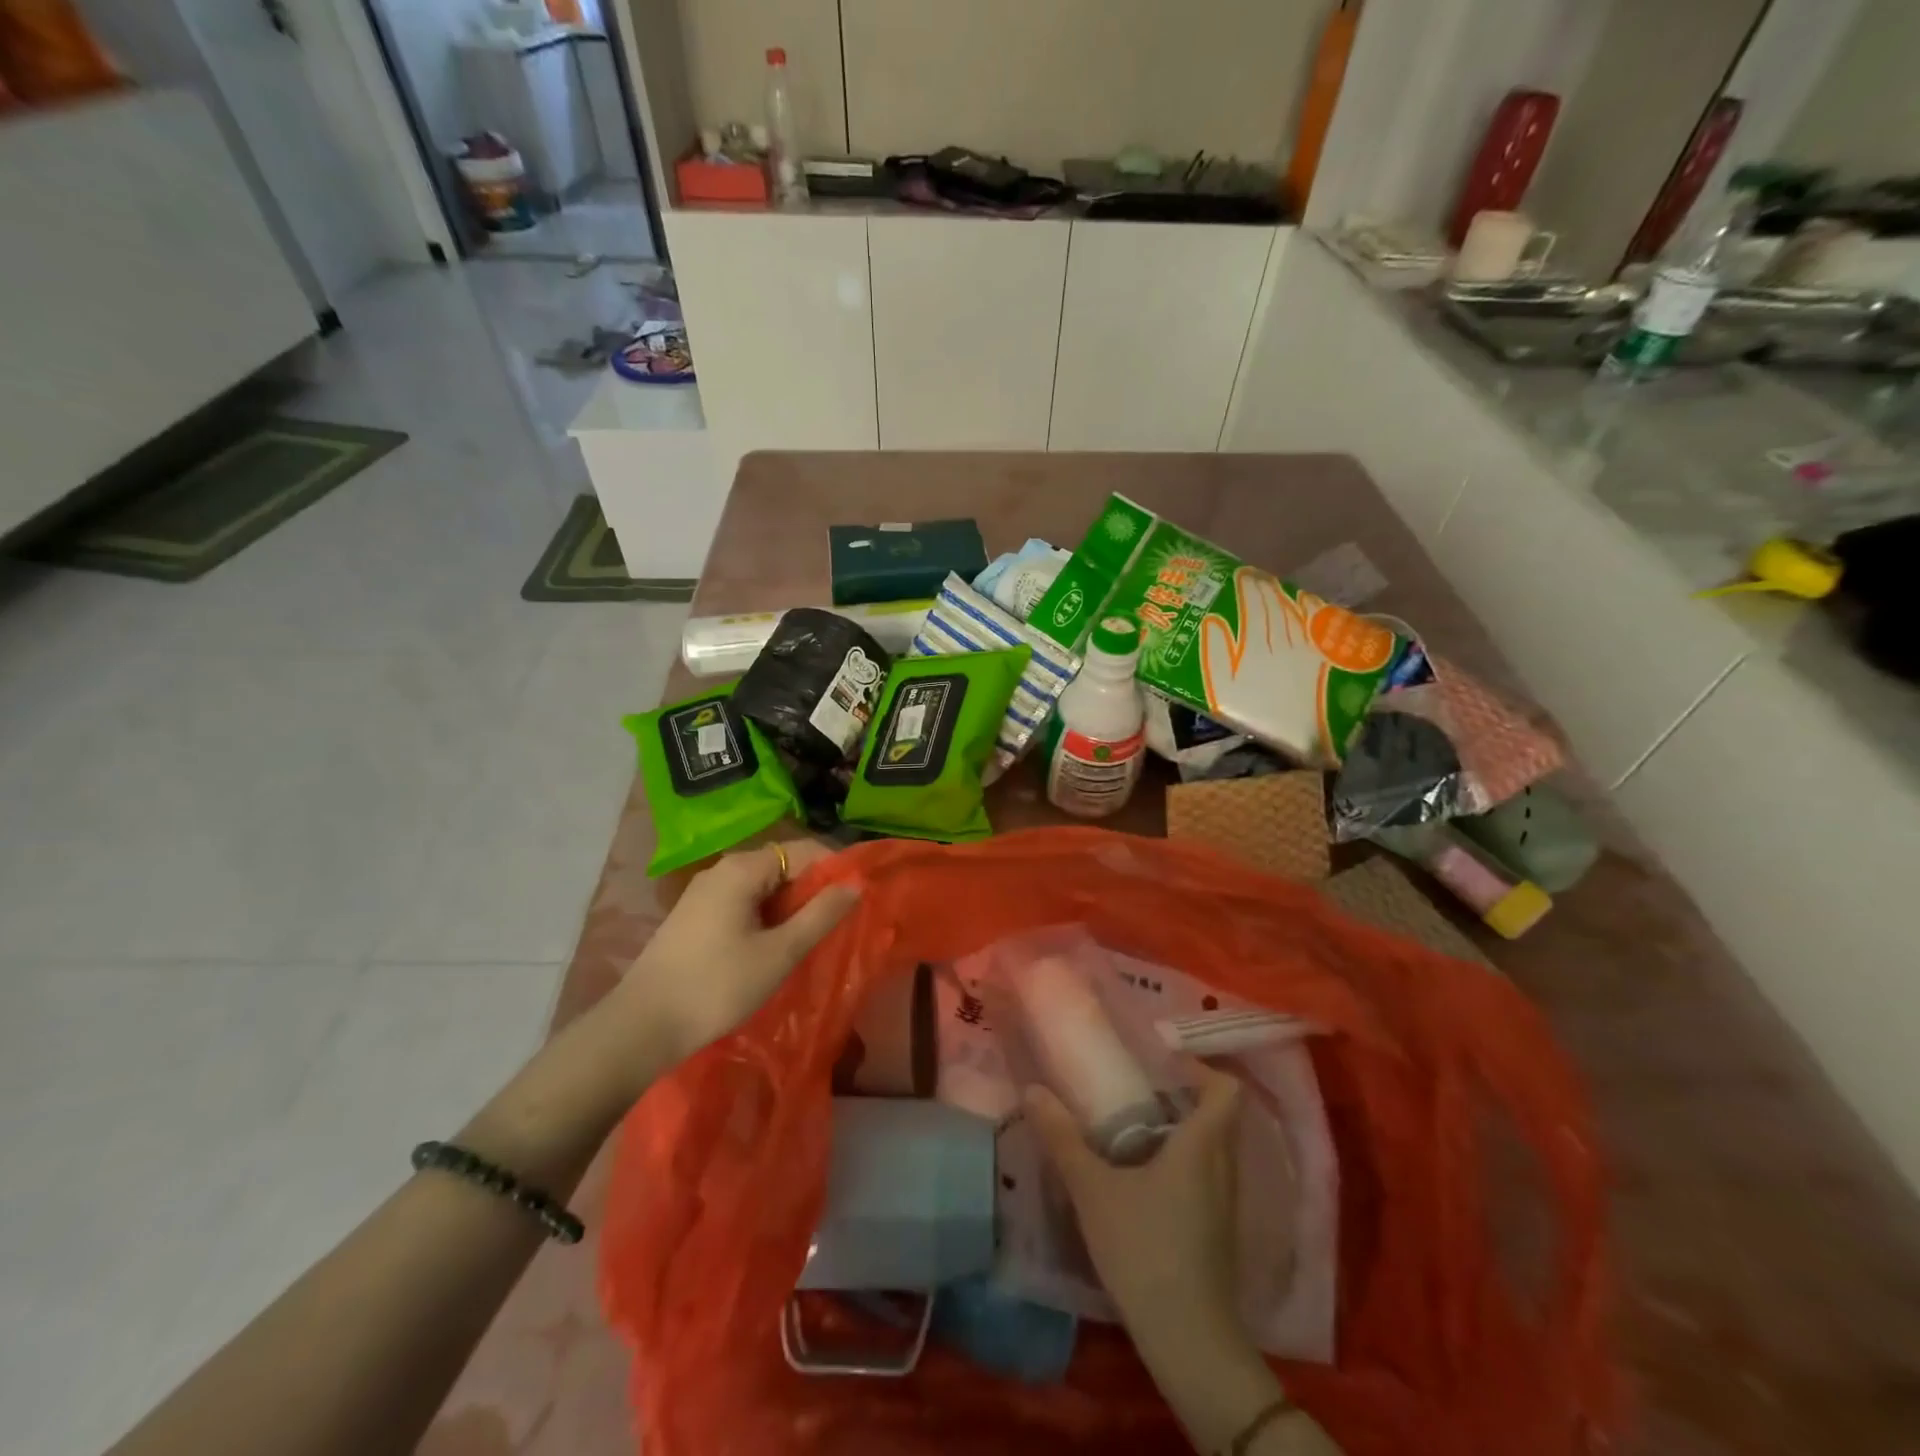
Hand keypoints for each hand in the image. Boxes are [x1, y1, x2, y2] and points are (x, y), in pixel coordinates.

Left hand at [607, 839, 859, 1069]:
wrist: (641, 1027)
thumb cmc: (717, 986)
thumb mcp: (780, 953)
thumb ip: (821, 915)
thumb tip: (855, 884)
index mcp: (743, 868)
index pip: (803, 850)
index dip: (835, 868)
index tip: (858, 896)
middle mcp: (722, 869)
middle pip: (782, 865)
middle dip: (813, 889)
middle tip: (838, 922)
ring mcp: (703, 892)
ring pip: (762, 887)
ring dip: (790, 906)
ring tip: (811, 937)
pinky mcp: (693, 916)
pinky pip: (742, 902)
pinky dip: (766, 916)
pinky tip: (773, 946)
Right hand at [1025, 1059, 1261, 1350]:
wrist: (1189, 1341)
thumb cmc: (1144, 1249)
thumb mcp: (1093, 1189)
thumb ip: (1062, 1138)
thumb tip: (1032, 1090)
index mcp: (1202, 1145)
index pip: (1225, 1090)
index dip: (1201, 1068)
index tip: (1162, 1062)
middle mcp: (1223, 1167)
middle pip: (1216, 1115)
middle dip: (1180, 1096)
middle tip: (1135, 1088)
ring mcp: (1224, 1203)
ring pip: (1210, 1148)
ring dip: (1178, 1131)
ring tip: (1132, 1127)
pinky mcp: (1217, 1231)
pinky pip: (1205, 1176)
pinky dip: (1180, 1163)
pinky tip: (1141, 1177)